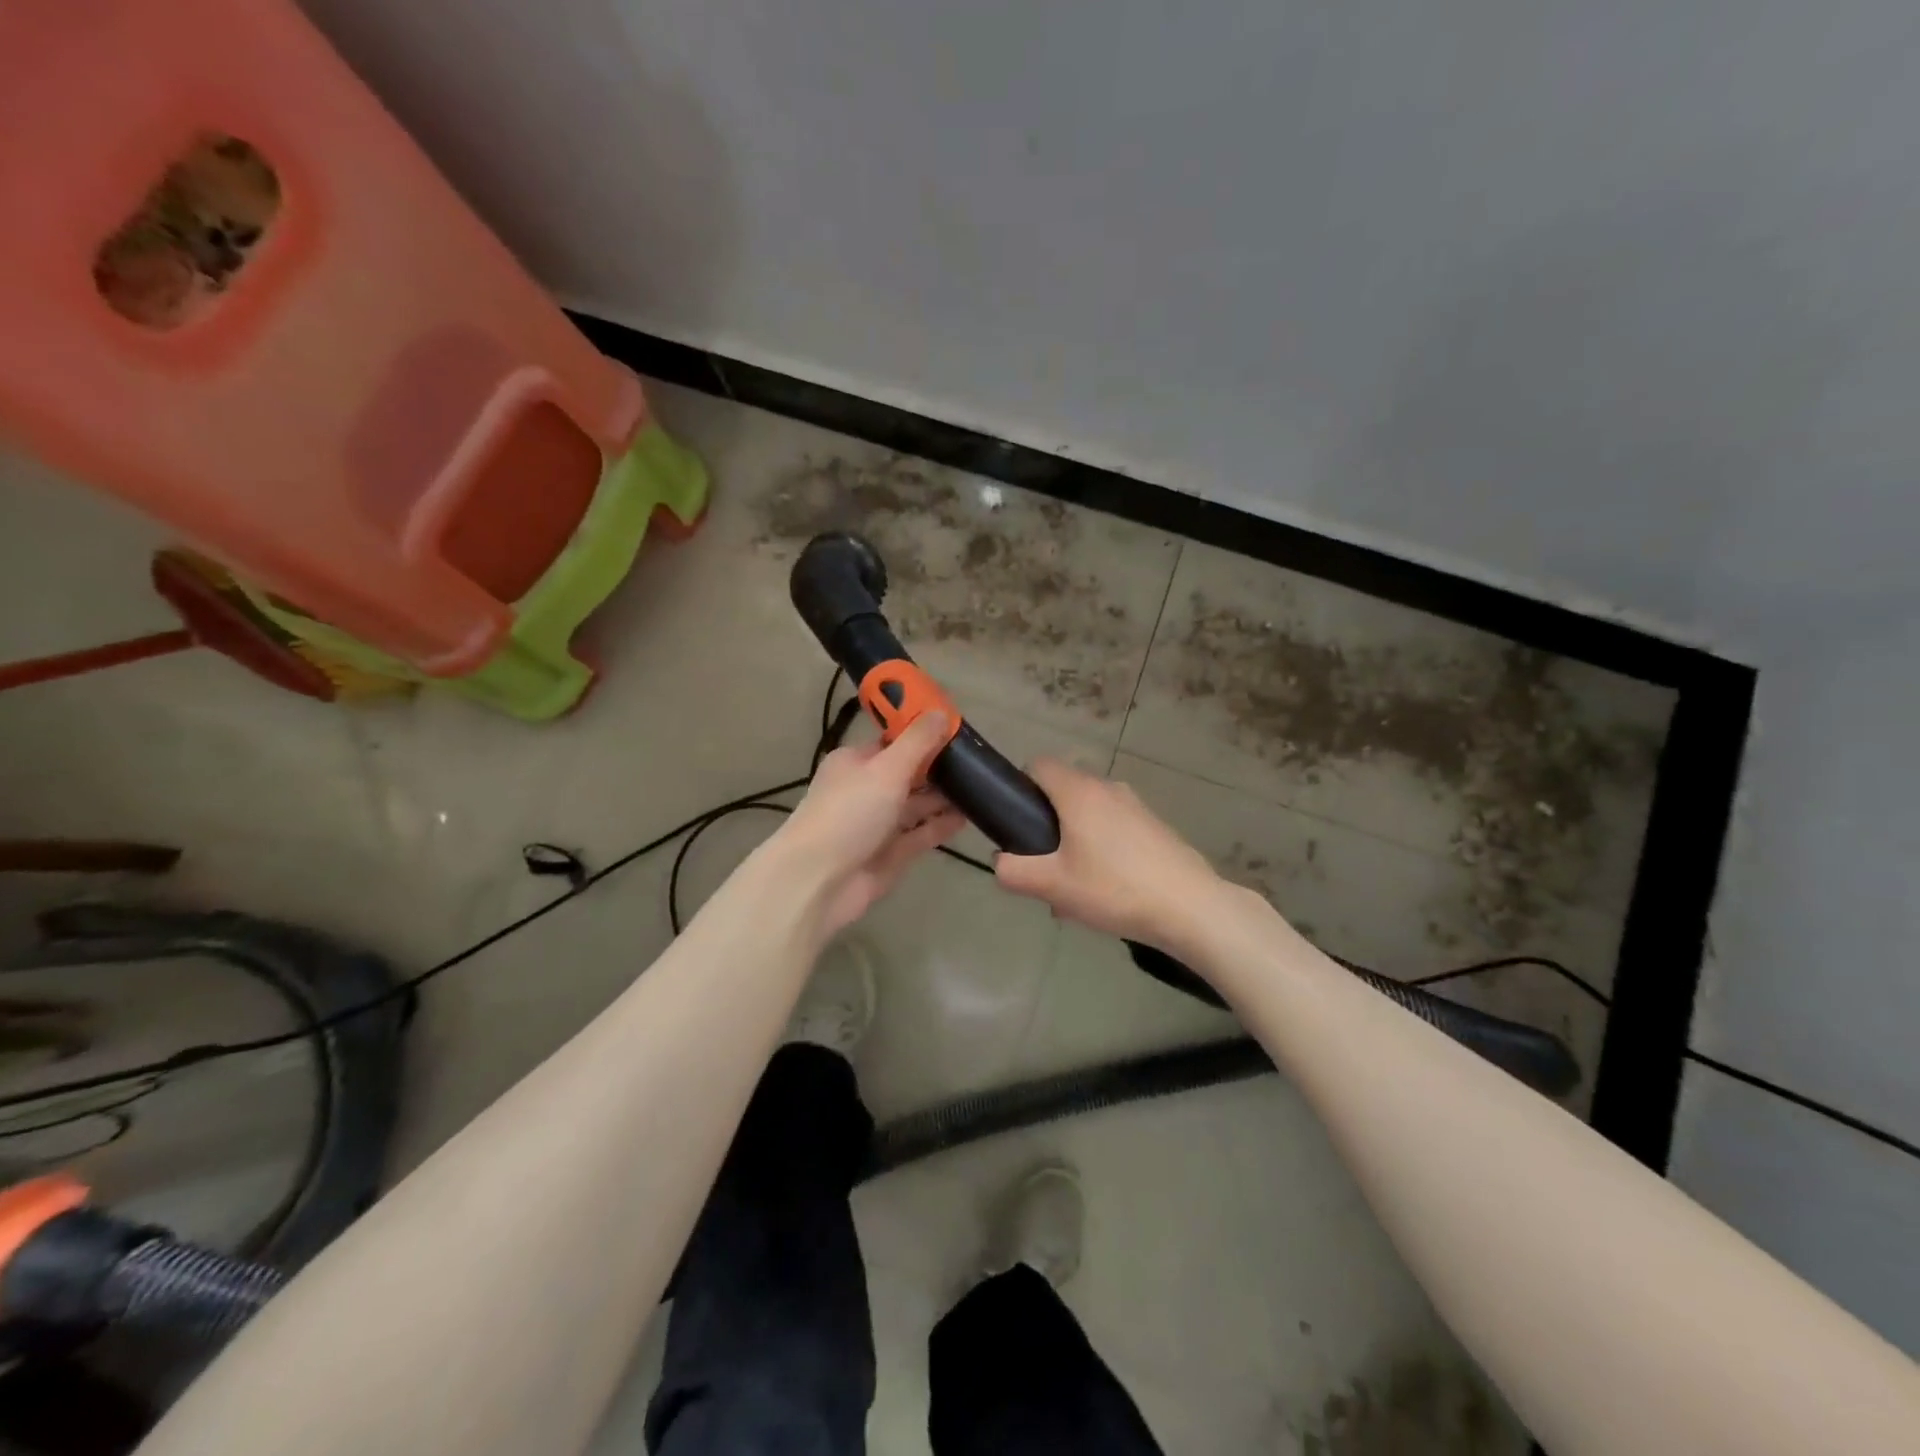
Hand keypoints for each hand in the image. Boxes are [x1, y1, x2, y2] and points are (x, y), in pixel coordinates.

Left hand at [776, 713, 965, 936]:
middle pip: (908, 773)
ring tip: (983, 786)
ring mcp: (879, 824)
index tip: (958, 727)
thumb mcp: (885, 769)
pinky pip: (922, 834)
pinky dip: (942, 825)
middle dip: (939, 766)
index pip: (893, 741)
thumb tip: (942, 713)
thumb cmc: (849, 813)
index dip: (923, 733)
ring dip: (945, 797)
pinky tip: (970, 816)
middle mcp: (866, 790)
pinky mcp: (891, 854)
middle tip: (979, 759)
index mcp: (856, 762)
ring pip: (917, 805)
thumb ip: (917, 742)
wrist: (818, 882)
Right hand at [993, 759, 1227, 949]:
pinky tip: (1106, 891)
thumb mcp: (1053, 886)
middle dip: (1046, 825)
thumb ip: (1013, 871)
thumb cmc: (1114, 888)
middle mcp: (1107, 788)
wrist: (1191, 907)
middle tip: (1043, 866)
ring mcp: (1135, 805)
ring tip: (1073, 888)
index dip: (1020, 787)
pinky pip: (1114, 828)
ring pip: (1089, 814)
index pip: (1038, 764)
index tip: (1016, 823)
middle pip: (1063, 791)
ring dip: (1073, 842)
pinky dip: (1101, 849)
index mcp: (1078, 791)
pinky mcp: (1154, 826)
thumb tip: (1000, 862)